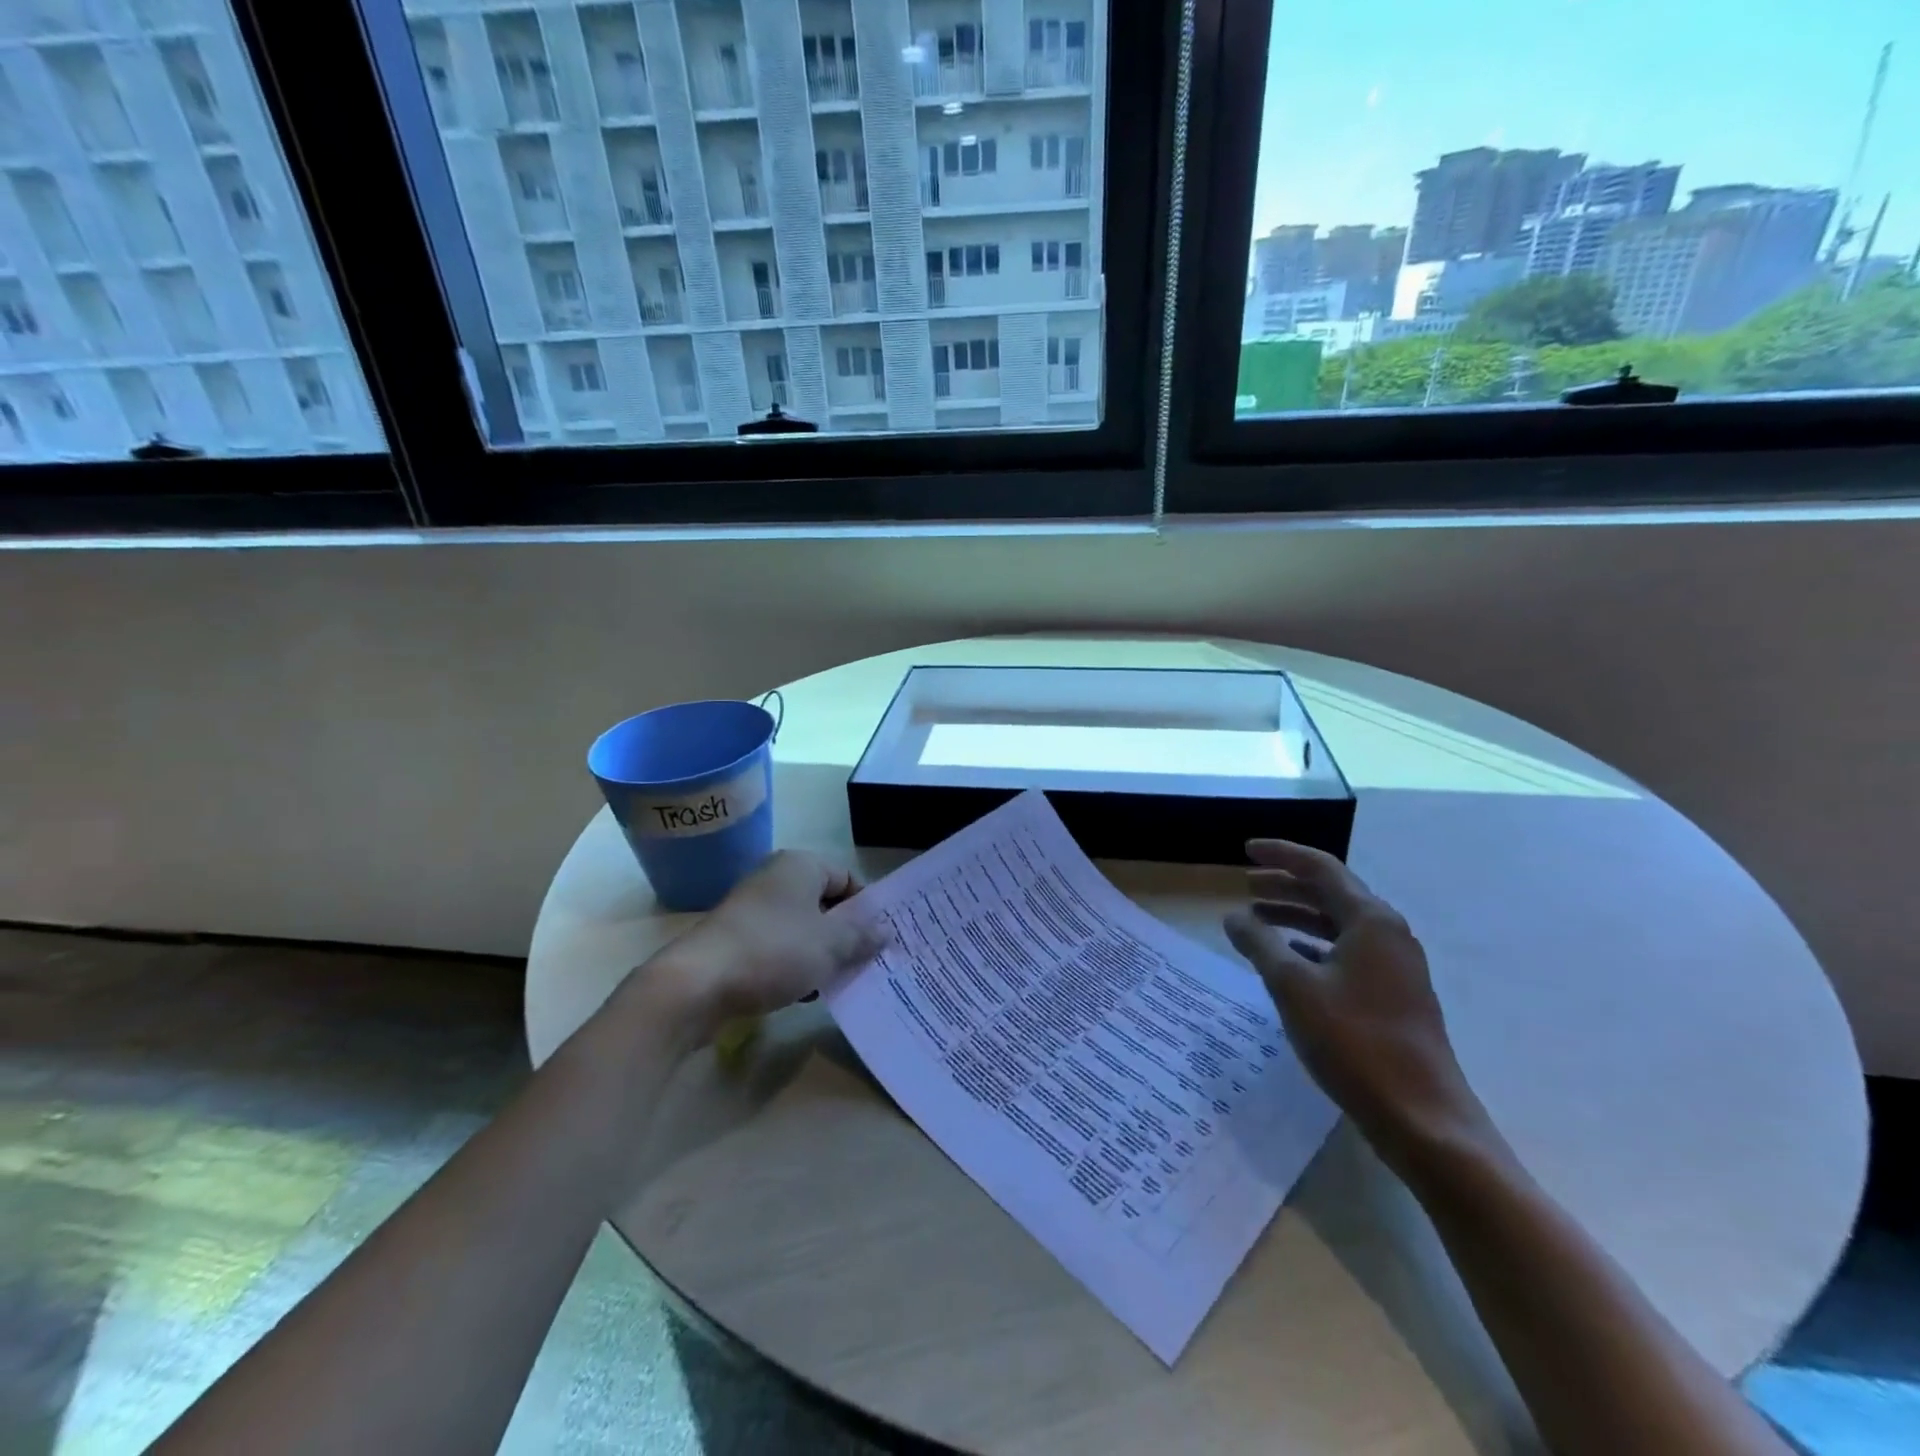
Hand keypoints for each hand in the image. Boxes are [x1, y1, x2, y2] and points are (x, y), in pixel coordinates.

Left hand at [656, 851, 888, 1032]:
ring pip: (802, 928)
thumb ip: (861, 935)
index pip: (847, 878)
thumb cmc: (773, 951)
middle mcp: (775, 879)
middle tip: (865, 963)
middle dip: (845, 933)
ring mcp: (752, 909)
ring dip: (821, 953)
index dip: (866, 908)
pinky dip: (794, 965)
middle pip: (824, 903)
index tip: (879, 940)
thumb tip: (885, 930)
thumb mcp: (831, 945)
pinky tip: (804, 993)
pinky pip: (778, 947)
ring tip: (837, 982)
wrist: (697, 985)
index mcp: (800, 865)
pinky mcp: (736, 940)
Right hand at [1223, 840, 1489, 1168]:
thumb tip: (1234, 916)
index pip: (1321, 868)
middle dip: (1286, 885)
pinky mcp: (1394, 996)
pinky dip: (1313, 946)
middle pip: (1331, 893)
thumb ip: (1260, 944)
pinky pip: (1346, 952)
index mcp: (1370, 921)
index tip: (1245, 850)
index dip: (1281, 855)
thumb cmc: (1354, 1042)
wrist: (1422, 1117)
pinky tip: (1290, 959)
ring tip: (1258, 920)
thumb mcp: (1293, 987)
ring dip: (1297, 916)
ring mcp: (1396, 967)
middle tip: (1245, 884)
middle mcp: (1388, 934)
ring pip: (1338, 924)